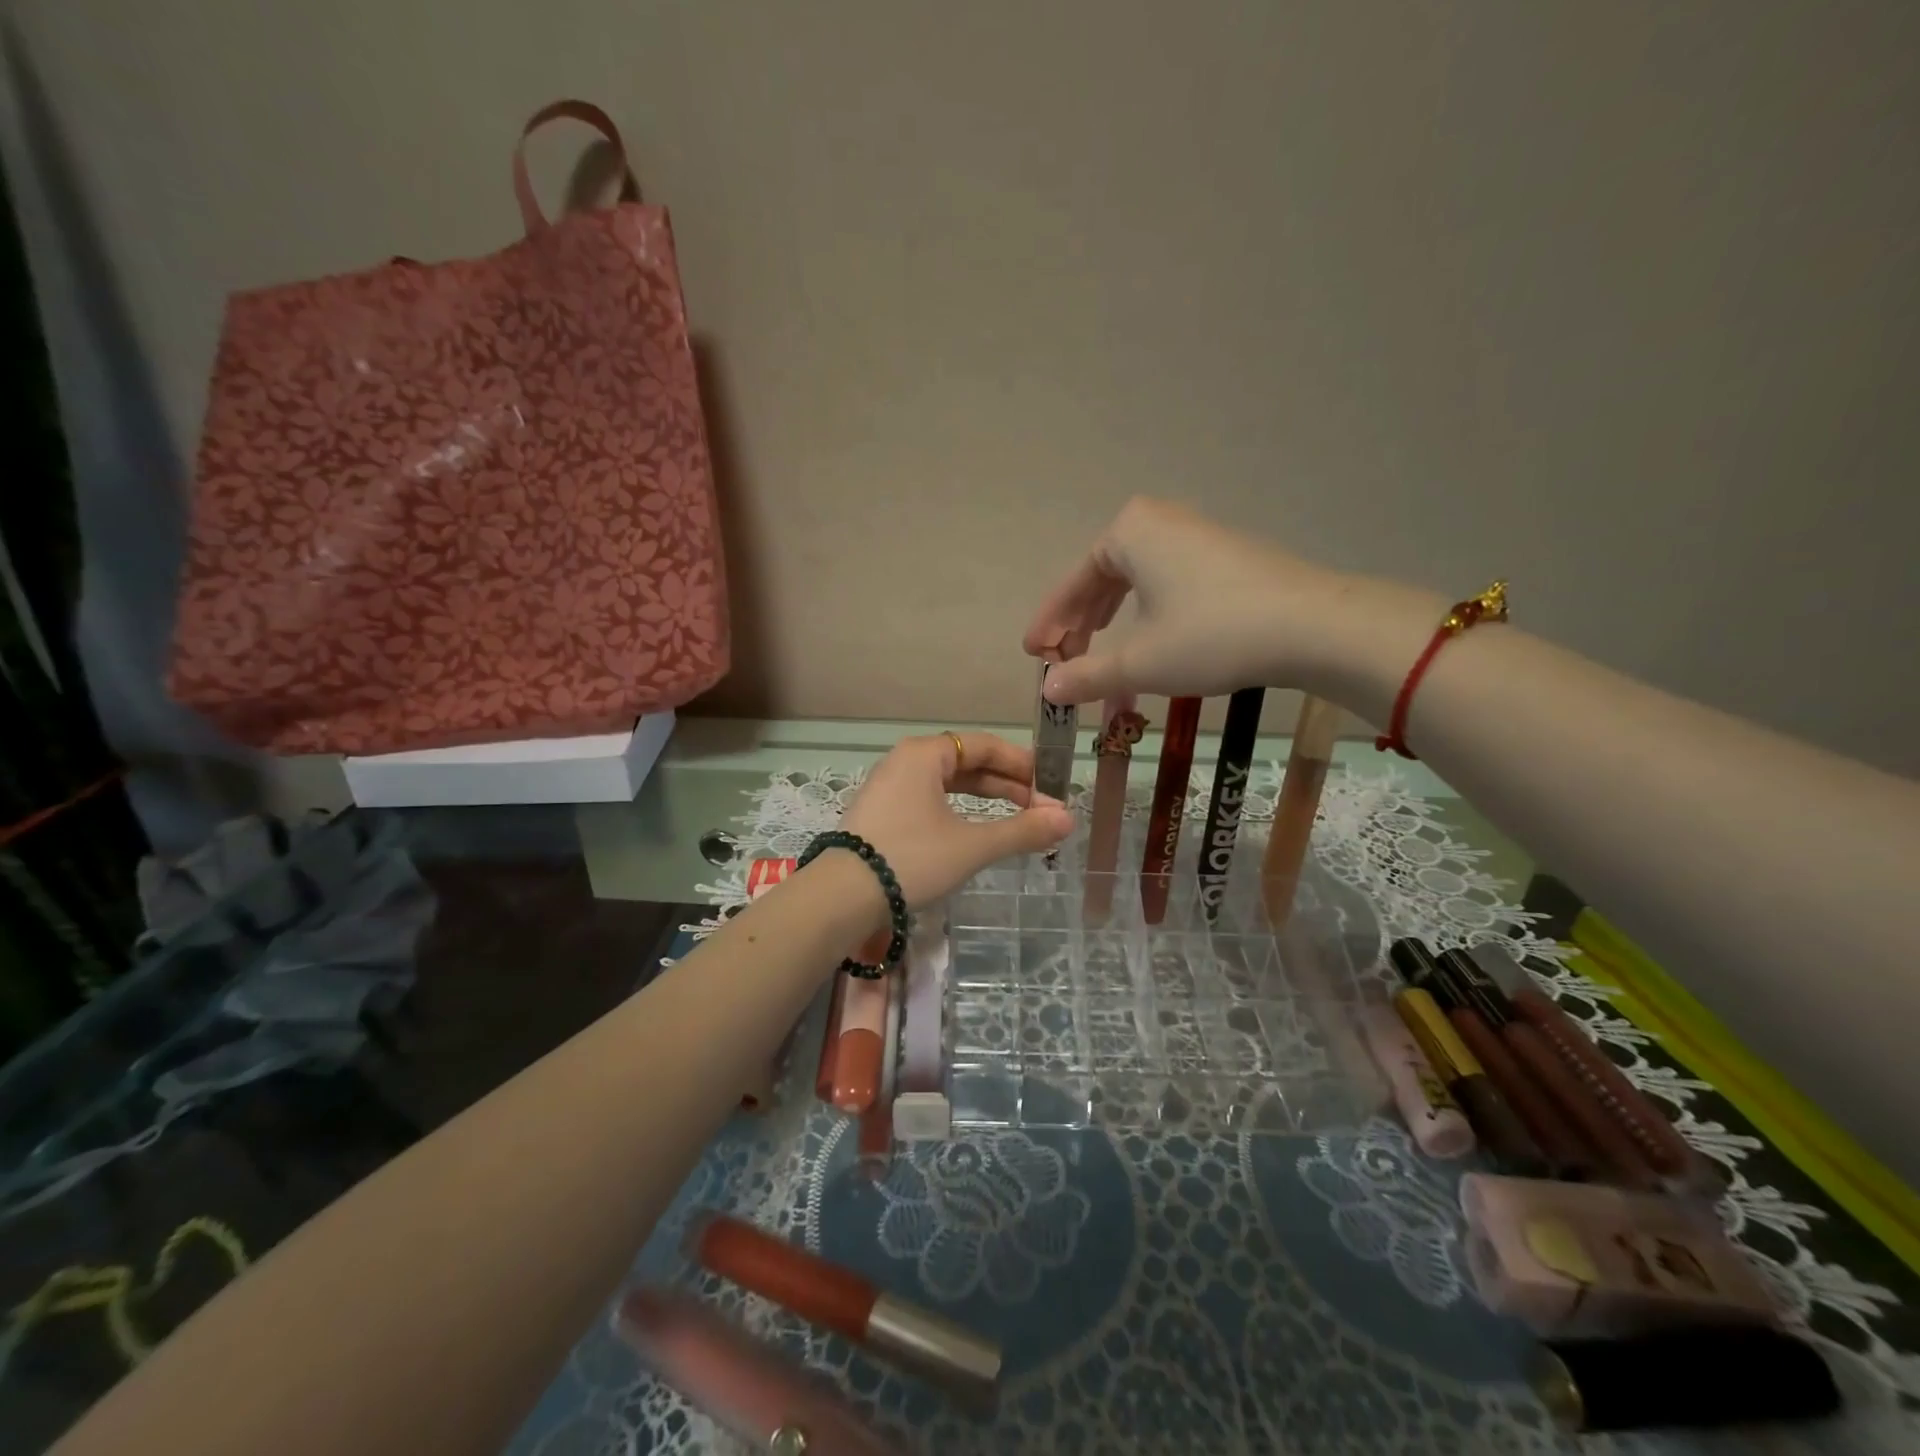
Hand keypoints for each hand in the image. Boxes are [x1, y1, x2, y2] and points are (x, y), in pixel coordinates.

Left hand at [839, 733, 1072, 907]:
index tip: (1051, 786)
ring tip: (1017, 820)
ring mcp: (889, 788)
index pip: (984, 746)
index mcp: (924, 754)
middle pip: (967, 763)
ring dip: (985, 801)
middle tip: (1041, 809)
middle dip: (1007, 786)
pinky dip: (960, 812)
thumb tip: (1068, 819)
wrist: (841, 897)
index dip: (1022, 764)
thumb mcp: (972, 845)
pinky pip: (930, 802)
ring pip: (948, 785)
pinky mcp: (882, 815)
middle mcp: (905, 762)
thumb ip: (1021, 830)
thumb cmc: (911, 858)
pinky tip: (976, 831)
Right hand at [1022, 496, 1344, 705]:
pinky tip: (1148, 634)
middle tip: (1063, 658)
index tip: (1033, 653)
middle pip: (1102, 577)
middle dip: (1079, 621)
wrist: (1312, 626)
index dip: (1050, 623)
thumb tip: (1049, 691)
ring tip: (1097, 648)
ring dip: (1110, 616)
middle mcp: (1160, 520)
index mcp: (1129, 531)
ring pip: (1135, 578)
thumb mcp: (1140, 662)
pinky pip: (1166, 579)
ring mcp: (1197, 534)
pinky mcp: (1227, 555)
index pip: (1073, 583)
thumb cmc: (1211, 635)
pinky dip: (1145, 609)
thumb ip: (1088, 675)